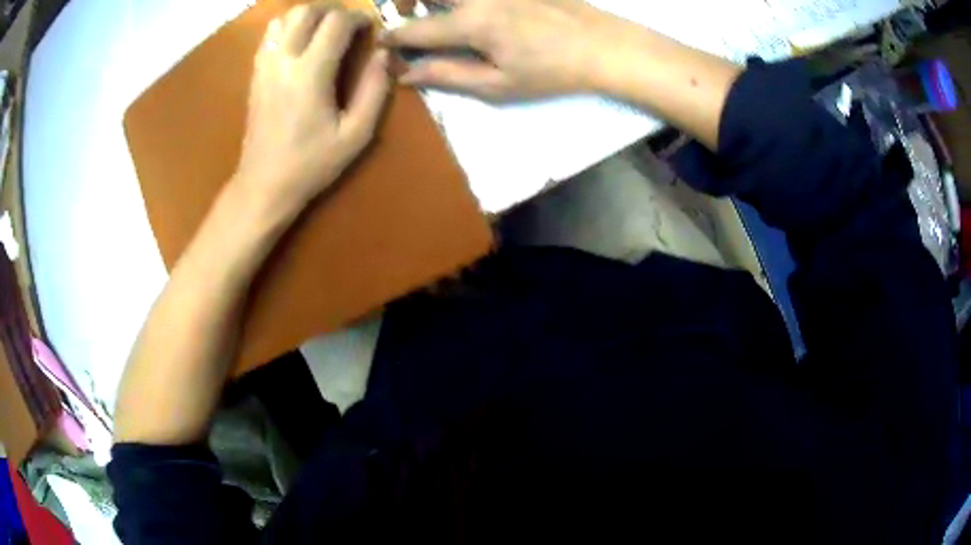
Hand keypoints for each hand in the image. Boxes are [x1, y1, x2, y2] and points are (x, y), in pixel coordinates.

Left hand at [235, 3, 390, 210]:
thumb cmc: (311, 164)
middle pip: (307, 11)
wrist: (263, 185)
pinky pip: (270, 35)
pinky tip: (302, 45)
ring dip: (309, 17)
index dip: (359, 18)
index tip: (370, 29)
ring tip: (325, 33)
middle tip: (348, 28)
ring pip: (285, 18)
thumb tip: (383, 53)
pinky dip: (289, 28)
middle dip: (333, 11)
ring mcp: (264, 66)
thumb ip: (374, 89)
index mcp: (311, 73)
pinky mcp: (255, 74)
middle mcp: (283, 60)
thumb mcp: (356, 134)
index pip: (336, 22)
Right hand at [381, 0, 621, 100]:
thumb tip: (406, 74)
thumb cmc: (552, 72)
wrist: (603, 46)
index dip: (393, 37)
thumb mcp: (499, 84)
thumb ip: (448, 75)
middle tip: (408, 14)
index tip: (381, 42)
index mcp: (473, 24)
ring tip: (437, 8)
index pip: (417, 29)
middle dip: (405, 0)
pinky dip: (464, 0)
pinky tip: (468, 9)